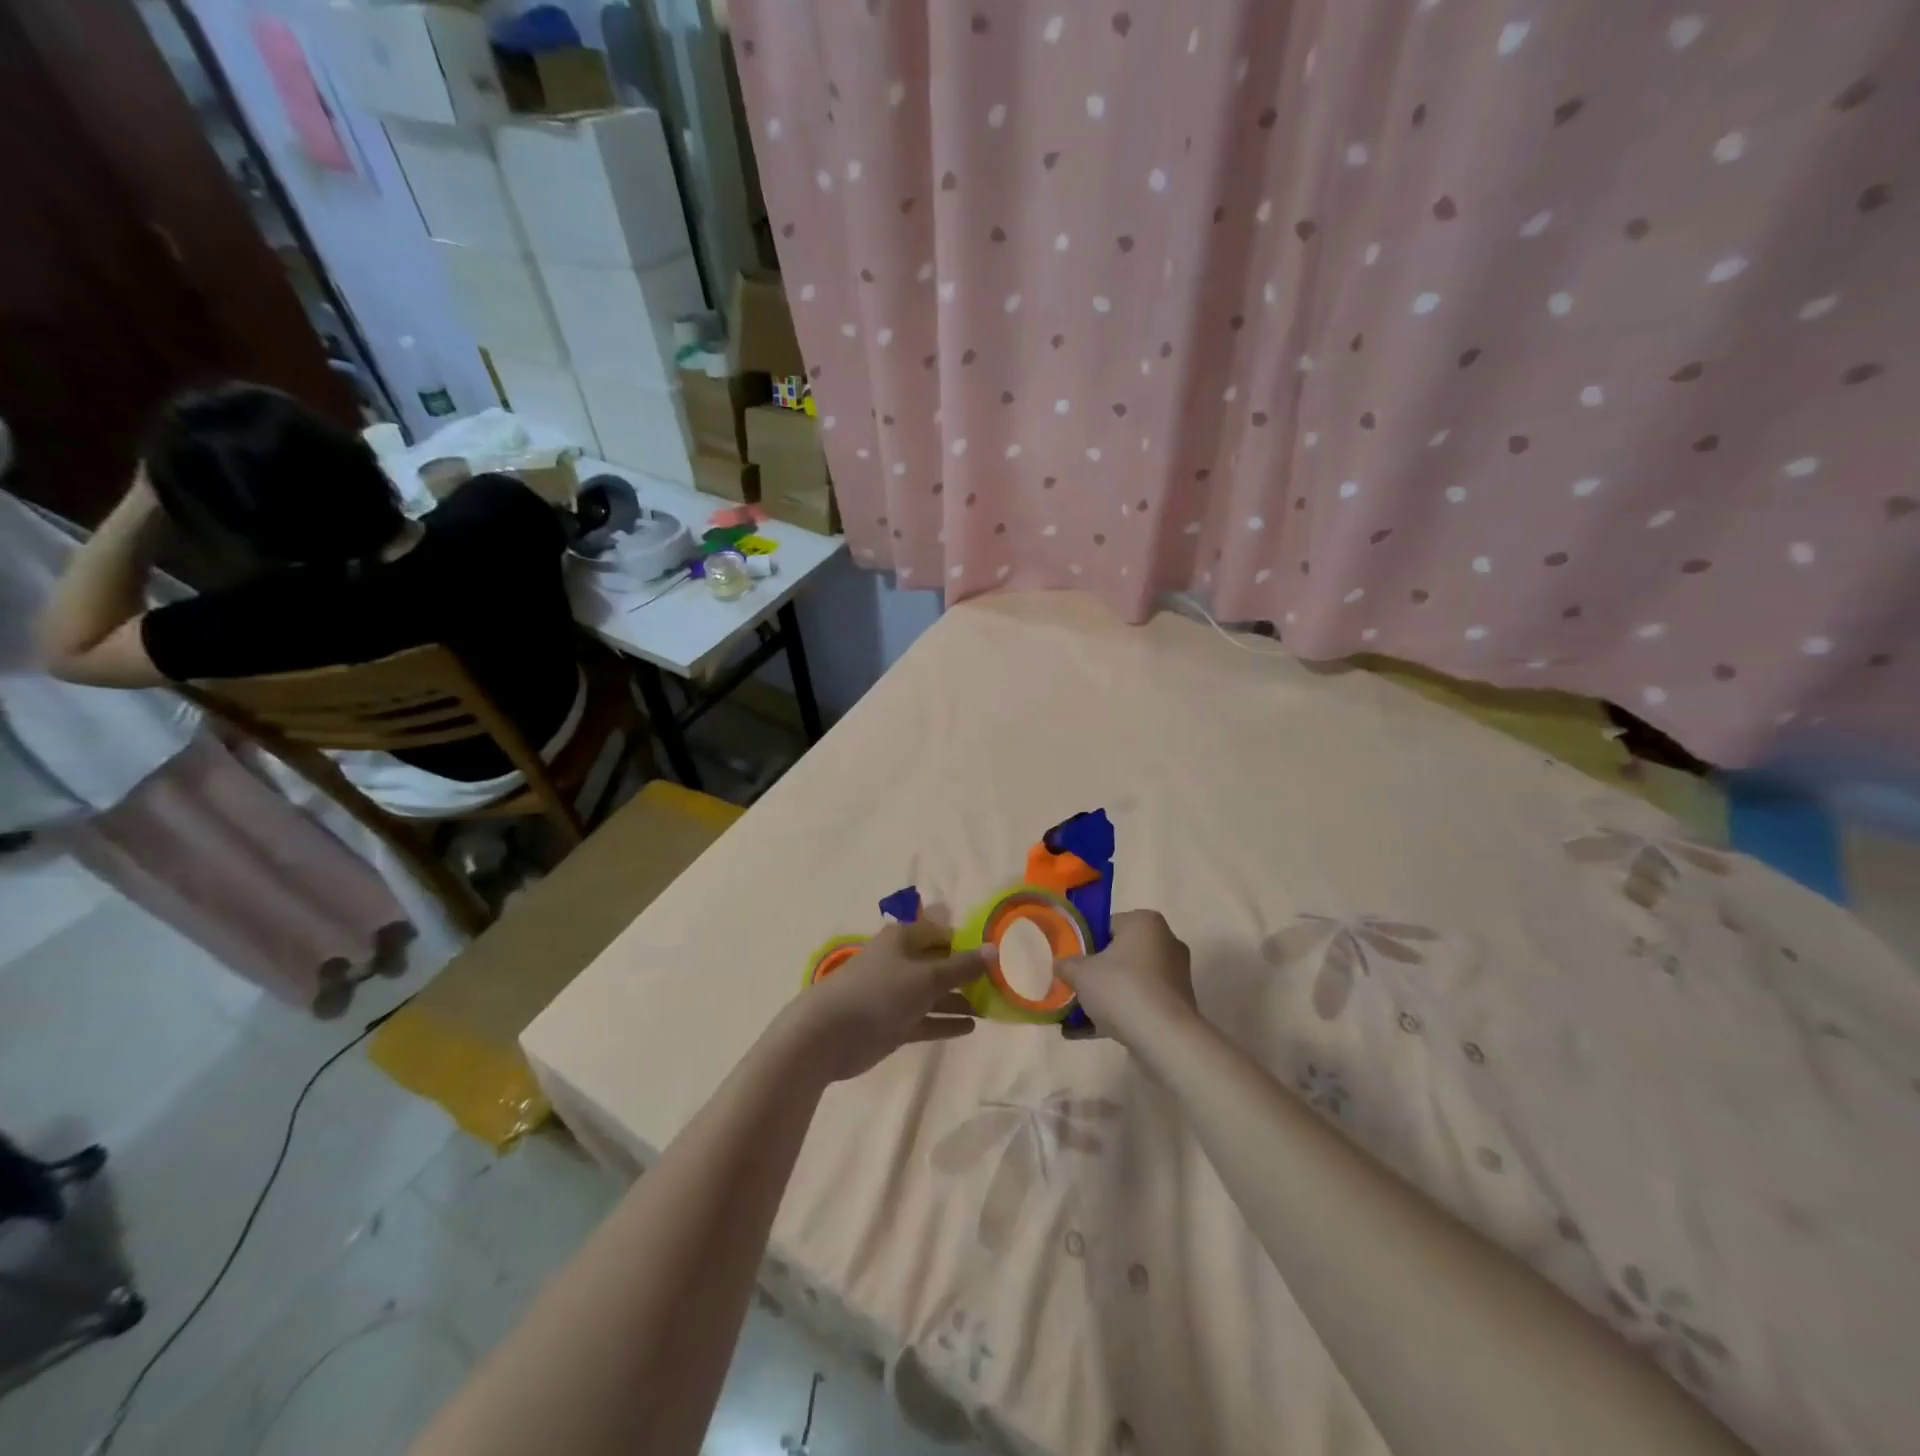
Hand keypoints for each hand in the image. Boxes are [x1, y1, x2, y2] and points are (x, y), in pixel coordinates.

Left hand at [780, 920, 989, 1083]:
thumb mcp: (927, 977)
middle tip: (1001, 983)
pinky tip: (971, 1027)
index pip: (942, 932)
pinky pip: (926, 1019)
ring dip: (960, 999)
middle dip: (967, 972)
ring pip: (934, 993)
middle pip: (939, 963)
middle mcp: (901, 961)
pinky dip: (946, 1021)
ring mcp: (896, 994)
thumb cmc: (879, 992)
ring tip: (992, 1008)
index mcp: (904, 938)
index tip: (997, 954)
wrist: (829, 1034)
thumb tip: (994, 950)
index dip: (968, 941)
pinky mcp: (893, 1023)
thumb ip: (961, 967)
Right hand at [1055, 910, 1197, 1046]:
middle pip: (1120, 954)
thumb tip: (1061, 965)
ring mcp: (1175, 976)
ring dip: (1107, 996)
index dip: (1086, 943)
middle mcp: (1166, 942)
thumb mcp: (1081, 973)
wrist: (1164, 1038)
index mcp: (1145, 922)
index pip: (1108, 925)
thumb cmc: (1121, 989)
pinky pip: (1141, 1003)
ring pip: (1130, 981)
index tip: (1072, 963)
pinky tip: (1092, 1032)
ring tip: (1078, 1016)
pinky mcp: (1177, 1005)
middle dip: (1097, 972)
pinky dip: (1120, 1013)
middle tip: (1075, 987)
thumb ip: (1066, 965)